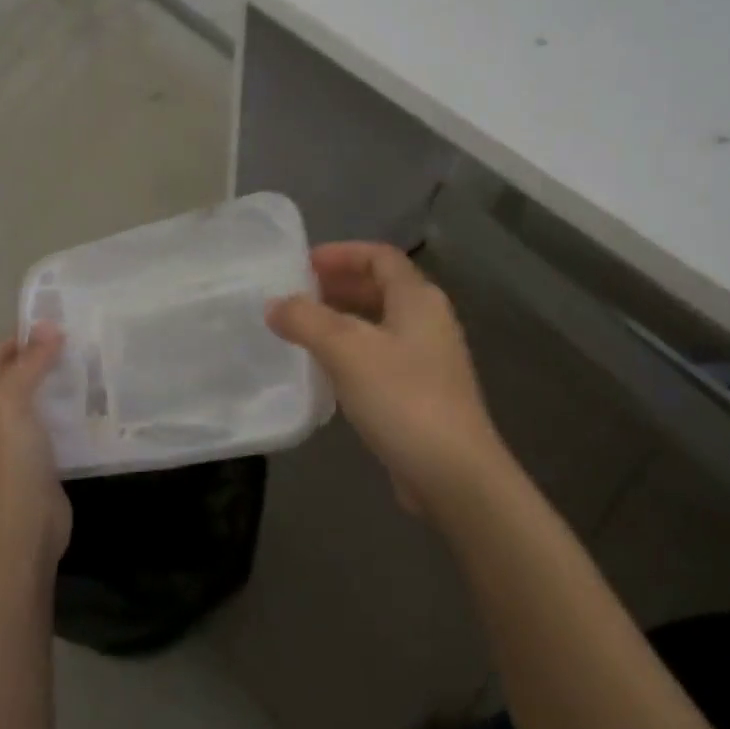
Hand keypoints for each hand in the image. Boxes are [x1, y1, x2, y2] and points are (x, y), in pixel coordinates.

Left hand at [0, 325, 68, 567]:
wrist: (21, 528)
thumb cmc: (7, 457)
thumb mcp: (11, 398)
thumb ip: (30, 360)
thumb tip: (49, 324)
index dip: (26, 338)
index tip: (63, 324)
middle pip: (14, 378)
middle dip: (43, 360)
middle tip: (81, 343)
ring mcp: (4, 446)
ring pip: (32, 402)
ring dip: (56, 386)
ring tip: (89, 367)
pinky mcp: (30, 464)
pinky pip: (46, 426)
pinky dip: (63, 412)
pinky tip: (87, 404)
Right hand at [269, 242, 507, 519]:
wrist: (454, 475)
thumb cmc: (402, 398)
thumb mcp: (346, 350)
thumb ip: (306, 320)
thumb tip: (274, 305)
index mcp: (418, 298)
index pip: (379, 256)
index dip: (341, 253)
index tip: (302, 265)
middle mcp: (428, 320)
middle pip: (380, 287)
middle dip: (338, 285)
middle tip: (296, 294)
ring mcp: (428, 358)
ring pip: (379, 323)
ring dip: (342, 319)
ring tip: (302, 329)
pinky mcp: (422, 392)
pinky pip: (381, 355)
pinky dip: (352, 351)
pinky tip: (325, 369)